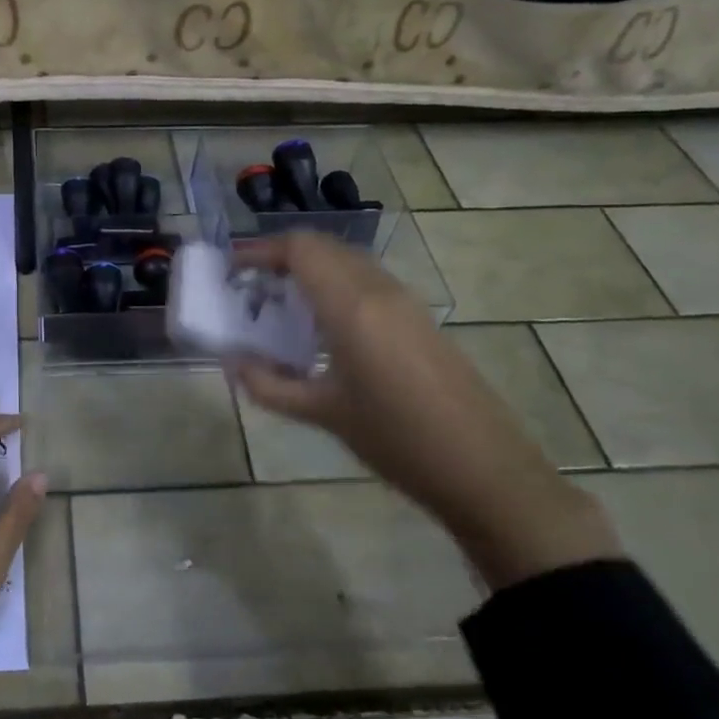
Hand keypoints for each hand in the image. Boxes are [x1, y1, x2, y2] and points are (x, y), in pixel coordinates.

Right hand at [228, 232, 618, 587]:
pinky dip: (336, 284)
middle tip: (251, 287)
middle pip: (323, 248)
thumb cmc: (396, 440)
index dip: (261, 250)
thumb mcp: (323, 413)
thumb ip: (269, 384)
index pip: (300, 249)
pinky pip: (367, 281)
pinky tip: (323, 326)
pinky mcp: (420, 318)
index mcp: (351, 306)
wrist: (486, 471)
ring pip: (347, 261)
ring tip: (281, 304)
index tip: (232, 270)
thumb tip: (232, 362)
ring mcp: (405, 301)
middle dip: (282, 257)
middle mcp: (378, 290)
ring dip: (311, 269)